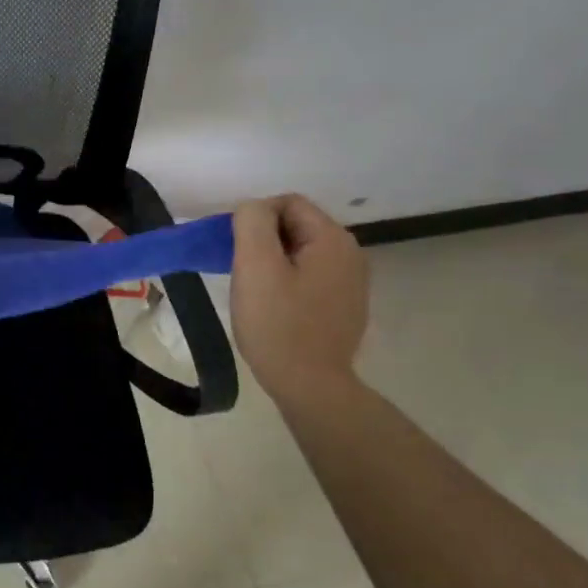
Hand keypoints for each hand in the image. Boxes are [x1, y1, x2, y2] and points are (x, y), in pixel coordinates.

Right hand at [229, 195, 368, 401]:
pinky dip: (289, 282)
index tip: (235, 250)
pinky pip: (310, 277)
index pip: (287, 202)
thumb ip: (252, 223)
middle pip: (296, 226)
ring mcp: (351, 282)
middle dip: (264, 241)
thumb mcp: (256, 266)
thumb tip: (253, 208)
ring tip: (256, 292)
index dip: (254, 218)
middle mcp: (351, 253)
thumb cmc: (278, 324)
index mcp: (333, 238)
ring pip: (302, 252)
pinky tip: (276, 308)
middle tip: (242, 272)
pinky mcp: (345, 305)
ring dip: (274, 263)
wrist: (310, 385)